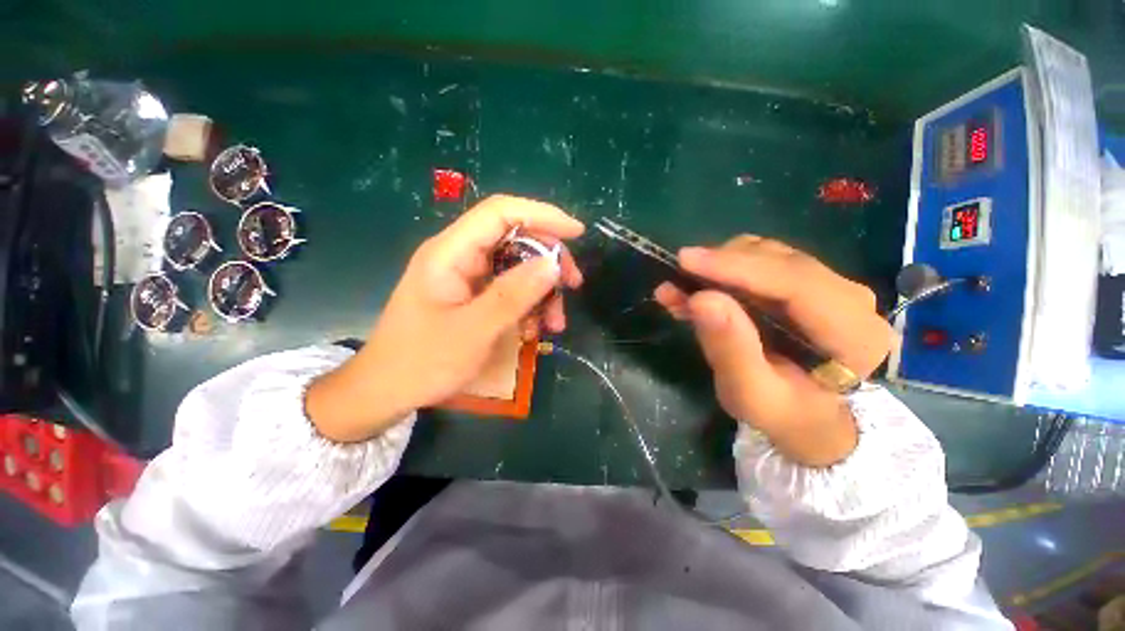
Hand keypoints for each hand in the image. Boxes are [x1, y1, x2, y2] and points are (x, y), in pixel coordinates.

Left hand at [308, 195, 583, 442]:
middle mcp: (459, 256)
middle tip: (573, 285)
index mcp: (450, 253)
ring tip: (554, 323)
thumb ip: (514, 295)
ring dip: (541, 290)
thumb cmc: (423, 362)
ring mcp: (465, 276)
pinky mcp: (471, 295)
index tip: (577, 233)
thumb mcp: (475, 330)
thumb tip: (553, 263)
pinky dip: (528, 305)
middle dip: (548, 260)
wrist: (387, 392)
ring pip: (516, 267)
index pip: (501, 213)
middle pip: (514, 239)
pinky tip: (534, 329)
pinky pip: (508, 289)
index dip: (542, 215)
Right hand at [654, 236, 893, 466]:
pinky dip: (725, 272)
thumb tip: (701, 298)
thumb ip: (731, 349)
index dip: (737, 267)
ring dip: (719, 268)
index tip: (686, 260)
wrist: (811, 419)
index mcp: (853, 333)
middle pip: (779, 261)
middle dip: (720, 266)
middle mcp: (850, 298)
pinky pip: (762, 263)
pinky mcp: (807, 284)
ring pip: (767, 255)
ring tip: (682, 290)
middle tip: (675, 279)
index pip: (795, 281)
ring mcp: (830, 286)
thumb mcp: (751, 395)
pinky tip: (697, 289)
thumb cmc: (783, 415)